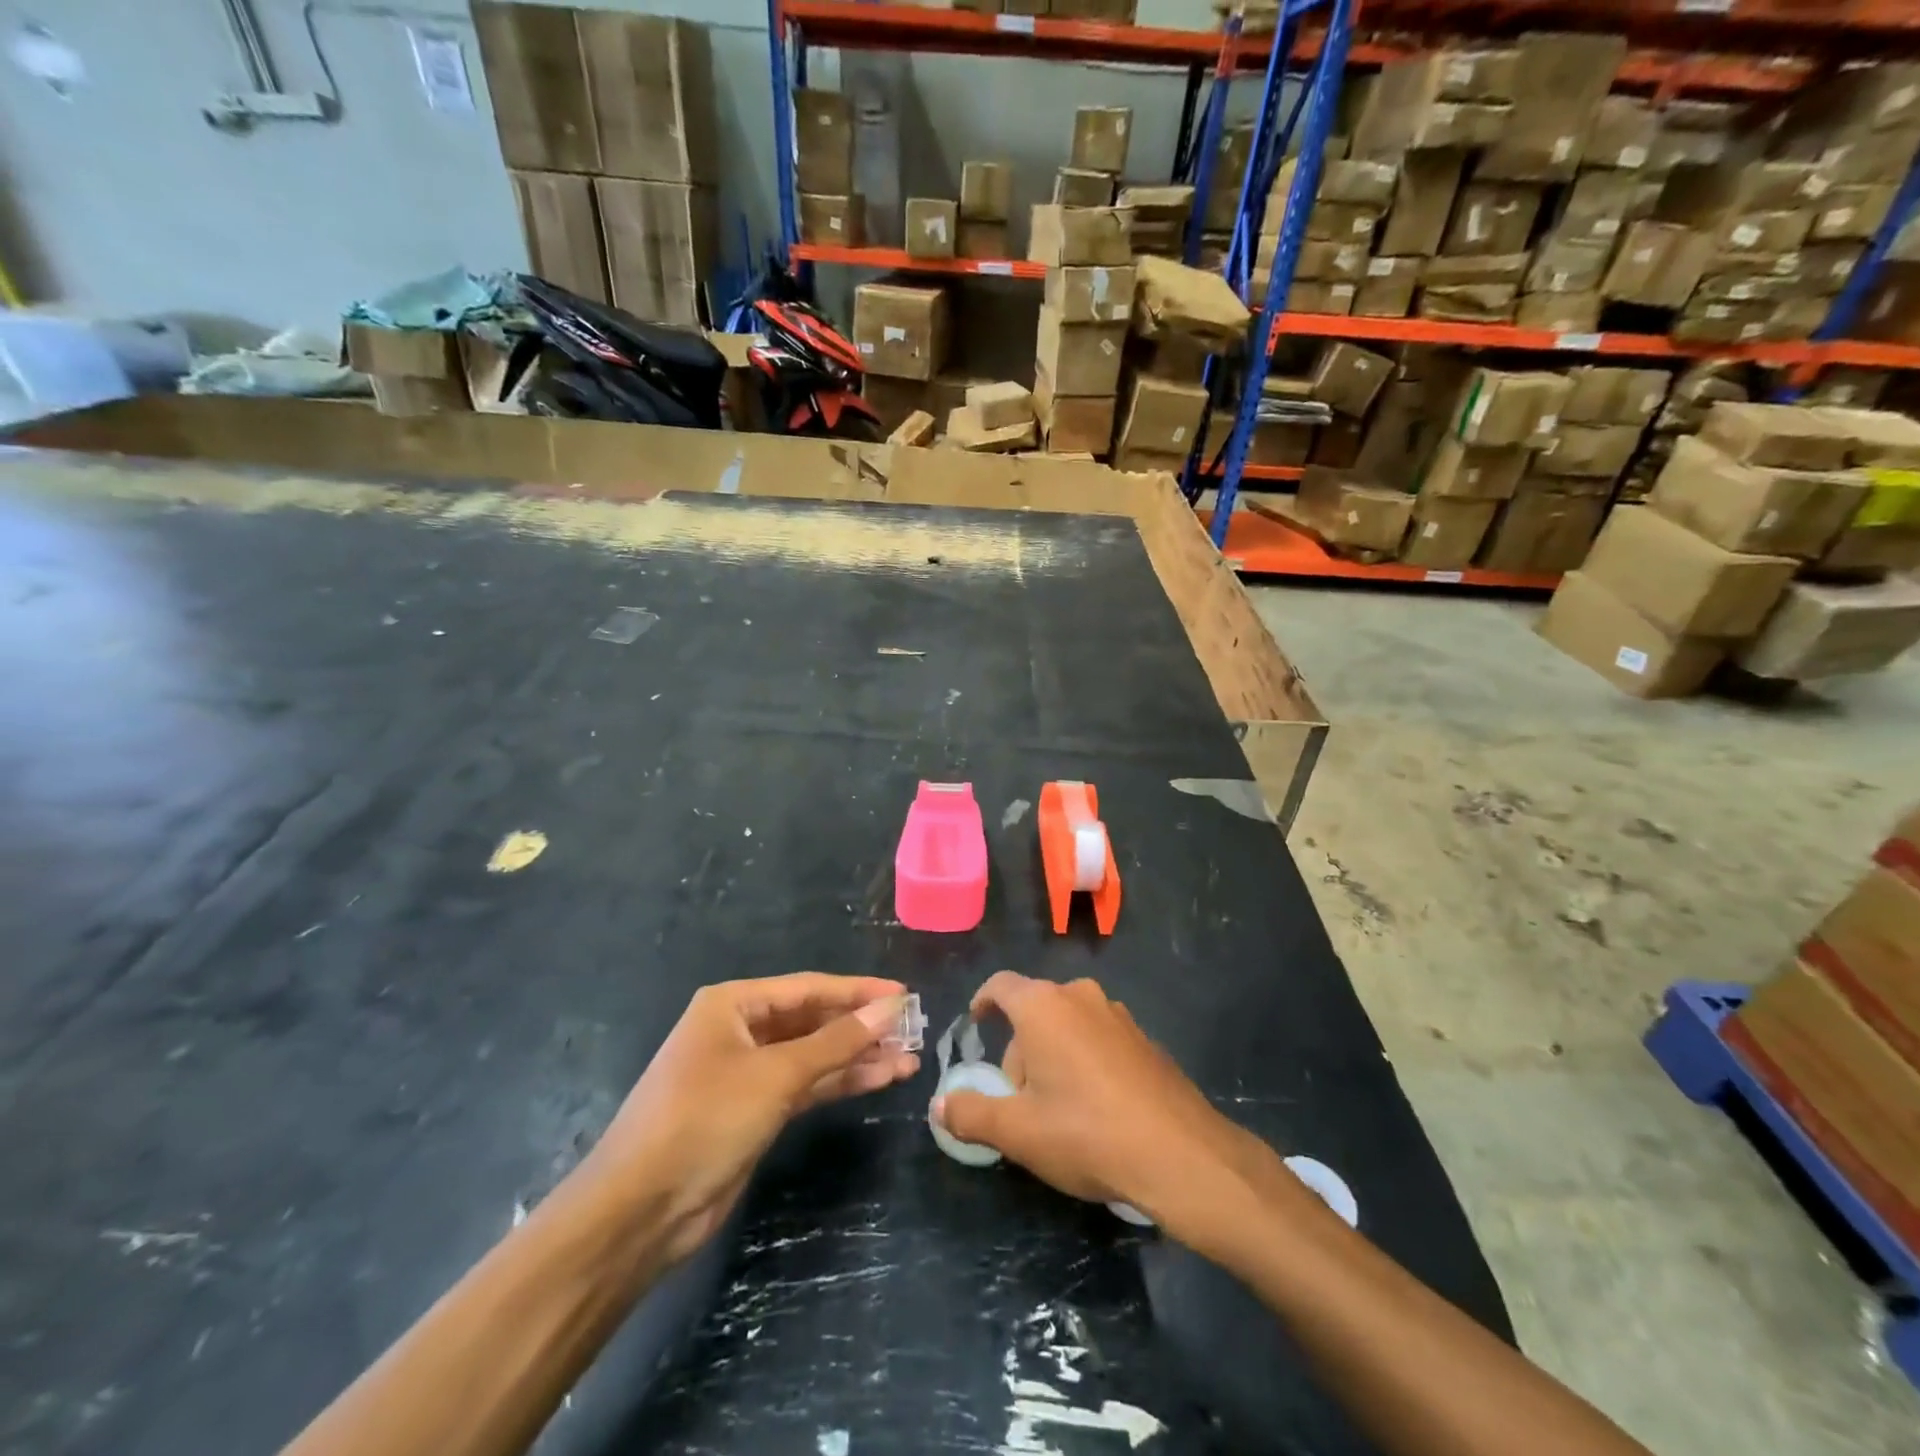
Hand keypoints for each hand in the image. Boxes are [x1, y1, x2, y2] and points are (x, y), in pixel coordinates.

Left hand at [591, 974, 918, 1263]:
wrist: (640, 1211)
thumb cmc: (704, 1119)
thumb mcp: (775, 1074)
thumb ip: (837, 1040)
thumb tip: (891, 1006)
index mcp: (733, 1004)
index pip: (808, 987)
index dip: (858, 990)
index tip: (905, 994)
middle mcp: (740, 1030)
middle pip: (813, 1020)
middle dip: (861, 1026)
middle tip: (913, 1030)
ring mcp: (747, 1073)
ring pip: (814, 1055)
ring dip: (857, 1057)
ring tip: (908, 1058)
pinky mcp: (754, 1111)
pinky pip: (806, 1085)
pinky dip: (840, 1082)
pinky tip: (879, 1080)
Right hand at [932, 974, 1283, 1243]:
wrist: (1182, 1155)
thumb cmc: (1087, 1133)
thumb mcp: (1018, 1132)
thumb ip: (971, 1114)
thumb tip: (939, 1106)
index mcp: (1043, 1006)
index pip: (1001, 986)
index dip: (982, 1003)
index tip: (975, 1026)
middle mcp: (1080, 996)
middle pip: (1033, 1010)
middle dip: (1018, 1049)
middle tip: (1017, 1100)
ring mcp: (1118, 1015)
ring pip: (1067, 1024)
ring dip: (1051, 1055)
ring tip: (1055, 1110)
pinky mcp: (1144, 1039)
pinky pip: (1098, 1038)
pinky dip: (1084, 1061)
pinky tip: (1094, 1109)